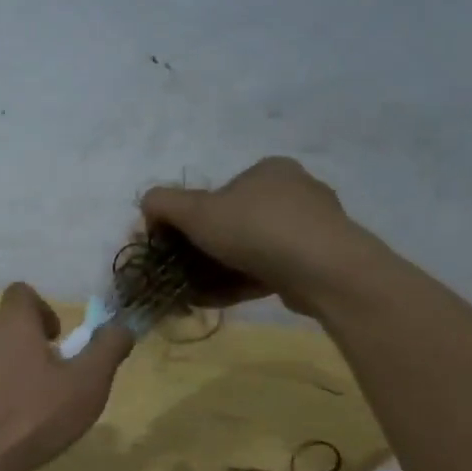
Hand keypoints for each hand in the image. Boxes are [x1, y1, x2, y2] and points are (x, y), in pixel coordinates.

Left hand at [0, 283, 134, 470]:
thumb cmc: (29, 417)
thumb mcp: (85, 386)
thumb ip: (107, 350)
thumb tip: (122, 325)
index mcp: (10, 324)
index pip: (22, 294)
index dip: (42, 311)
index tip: (57, 341)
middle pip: (3, 330)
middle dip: (25, 351)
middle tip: (46, 386)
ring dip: (1, 376)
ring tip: (20, 414)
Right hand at [140, 157, 375, 315]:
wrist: (324, 270)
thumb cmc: (256, 230)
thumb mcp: (196, 211)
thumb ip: (163, 203)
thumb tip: (147, 205)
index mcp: (267, 170)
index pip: (216, 193)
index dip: (188, 221)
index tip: (171, 246)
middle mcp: (293, 191)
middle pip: (231, 224)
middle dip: (202, 251)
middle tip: (182, 274)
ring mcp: (310, 228)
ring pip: (249, 250)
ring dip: (217, 271)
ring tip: (196, 293)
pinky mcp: (318, 261)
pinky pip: (269, 270)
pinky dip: (240, 283)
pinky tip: (218, 300)